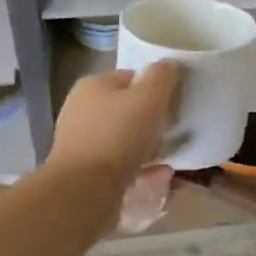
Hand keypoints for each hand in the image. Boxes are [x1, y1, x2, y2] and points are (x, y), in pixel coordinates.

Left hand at [49, 61, 182, 180]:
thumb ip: (162, 77)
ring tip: (172, 155)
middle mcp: (81, 110)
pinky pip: (119, 164)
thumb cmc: (118, 136)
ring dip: (148, 145)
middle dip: (152, 119)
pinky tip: (160, 174)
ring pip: (123, 138)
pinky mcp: (84, 171)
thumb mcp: (149, 98)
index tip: (175, 103)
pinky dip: (140, 167)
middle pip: (126, 109)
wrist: (84, 190)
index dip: (155, 87)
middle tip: (174, 129)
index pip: (130, 77)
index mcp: (92, 85)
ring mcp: (80, 142)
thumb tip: (168, 65)